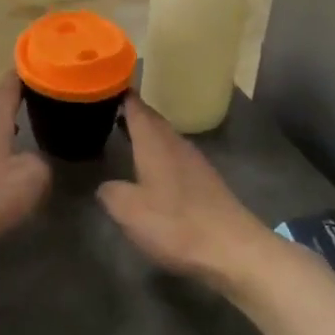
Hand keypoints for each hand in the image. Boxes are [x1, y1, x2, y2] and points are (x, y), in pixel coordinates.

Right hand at [98, 95, 274, 287]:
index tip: (101, 85)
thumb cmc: (176, 224)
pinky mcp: (205, 180)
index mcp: (154, 142)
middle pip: (151, 118)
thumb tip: (105, 185)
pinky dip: (158, 152)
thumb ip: (111, 193)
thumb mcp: (129, 211)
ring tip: (122, 135)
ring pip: (164, 136)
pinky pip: (175, 154)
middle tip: (105, 110)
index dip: (119, 93)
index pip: (135, 106)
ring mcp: (194, 161)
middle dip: (130, 112)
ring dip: (145, 133)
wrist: (233, 250)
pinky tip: (150, 168)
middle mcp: (175, 143)